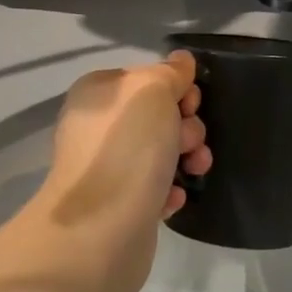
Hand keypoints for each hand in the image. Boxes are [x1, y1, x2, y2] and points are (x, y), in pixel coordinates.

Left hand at [29, 51, 211, 291]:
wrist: (101, 231)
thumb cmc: (127, 147)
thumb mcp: (152, 90)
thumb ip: (170, 72)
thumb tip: (181, 61)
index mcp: (98, 93)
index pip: (147, 77)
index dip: (176, 87)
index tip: (191, 103)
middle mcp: (97, 126)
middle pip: (158, 114)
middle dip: (186, 125)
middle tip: (189, 141)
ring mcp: (107, 167)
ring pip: (161, 151)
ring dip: (186, 157)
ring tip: (194, 170)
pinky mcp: (119, 205)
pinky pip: (155, 187)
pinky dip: (170, 189)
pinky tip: (173, 198)